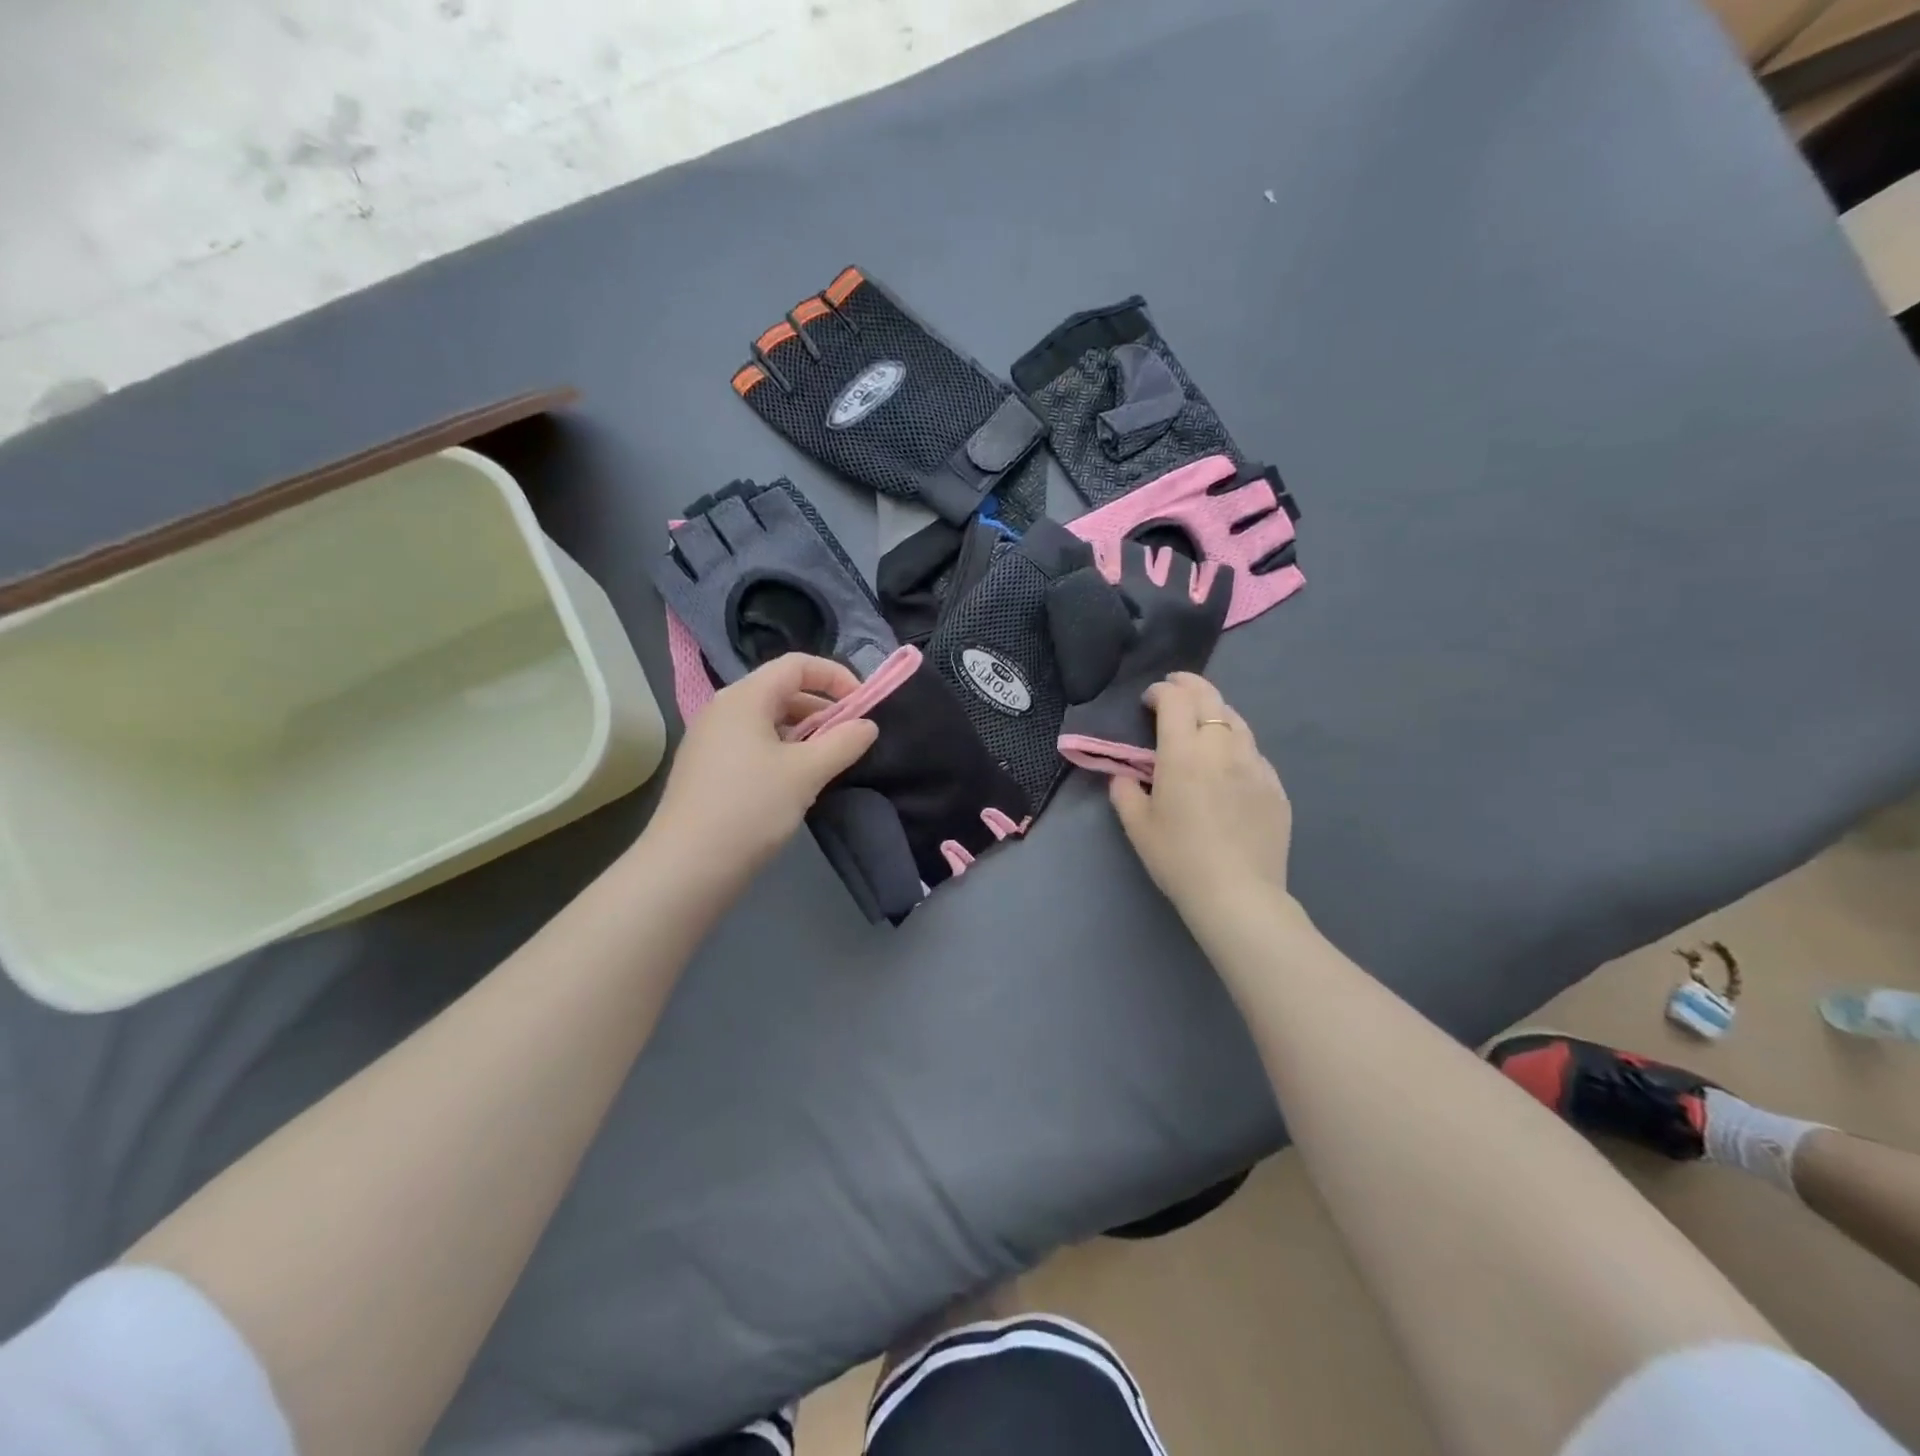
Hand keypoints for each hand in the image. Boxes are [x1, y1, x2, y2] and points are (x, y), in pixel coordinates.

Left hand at [647, 655, 878, 881]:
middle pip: (782, 691)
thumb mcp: (807, 773)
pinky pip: (753, 745)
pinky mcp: (707, 769)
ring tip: (827, 763)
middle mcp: (723, 709)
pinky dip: (782, 752)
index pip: (797, 665)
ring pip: (768, 721)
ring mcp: (710, 740)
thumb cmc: (751, 808)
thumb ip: (843, 742)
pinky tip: (795, 784)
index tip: (864, 704)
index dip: (835, 676)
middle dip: (822, 709)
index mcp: (744, 697)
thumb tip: (867, 725)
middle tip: (850, 738)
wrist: (687, 867)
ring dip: (804, 734)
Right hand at [1108, 673, 1294, 924]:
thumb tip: (1125, 775)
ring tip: (1203, 719)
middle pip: (1210, 698)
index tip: (1149, 700)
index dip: (1161, 691)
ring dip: (1215, 710)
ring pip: (1236, 720)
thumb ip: (1125, 791)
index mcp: (1183, 753)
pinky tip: (1228, 761)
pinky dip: (1236, 743)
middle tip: (1175, 688)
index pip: (1175, 700)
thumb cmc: (1178, 859)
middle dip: (1190, 685)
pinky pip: (1253, 752)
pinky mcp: (1275, 786)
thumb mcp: (1138, 827)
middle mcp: (1222, 748)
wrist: (1238, 894)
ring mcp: (1255, 765)